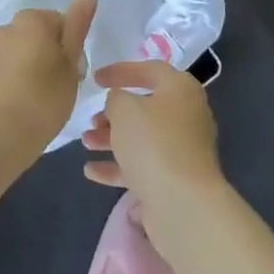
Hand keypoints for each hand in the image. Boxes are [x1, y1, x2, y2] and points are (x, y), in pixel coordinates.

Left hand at [0, 0, 98, 159]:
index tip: (75, 73)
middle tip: (60, 87)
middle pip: (37, 35)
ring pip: (19, 52)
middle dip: (49, 54)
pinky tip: (18, 105)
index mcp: (32, 21)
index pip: (61, 21)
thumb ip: (77, 29)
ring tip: (38, 100)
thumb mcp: (70, 66)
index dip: (72, 47)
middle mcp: (6, 28)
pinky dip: (12, 80)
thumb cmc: (42, 101)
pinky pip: (3, 69)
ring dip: (30, 67)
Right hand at [81, 59, 224, 213]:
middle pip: (146, 107)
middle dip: (114, 113)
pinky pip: (142, 165)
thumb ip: (116, 98)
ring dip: (111, 138)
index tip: (95, 79)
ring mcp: (181, 150)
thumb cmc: (154, 144)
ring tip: (86, 142)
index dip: (121, 71)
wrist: (183, 204)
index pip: (150, 70)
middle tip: (92, 119)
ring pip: (142, 138)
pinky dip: (117, 166)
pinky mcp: (174, 178)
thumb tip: (120, 102)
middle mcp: (186, 116)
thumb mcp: (125, 109)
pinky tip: (91, 171)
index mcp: (181, 90)